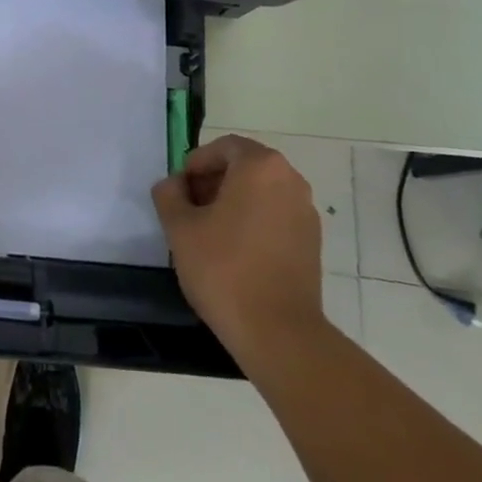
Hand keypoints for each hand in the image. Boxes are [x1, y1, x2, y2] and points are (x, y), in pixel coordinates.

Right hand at [152, 135, 325, 361]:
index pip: (223, 147)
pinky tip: (234, 252)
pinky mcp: (312, 242)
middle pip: (244, 167)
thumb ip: (169, 194)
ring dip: (233, 202)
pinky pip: (276, 216)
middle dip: (213, 182)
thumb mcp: (180, 228)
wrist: (279, 334)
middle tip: (189, 210)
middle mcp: (290, 180)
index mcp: (260, 166)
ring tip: (209, 233)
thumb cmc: (225, 269)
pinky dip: (253, 222)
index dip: (196, 164)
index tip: (179, 191)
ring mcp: (306, 212)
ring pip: (261, 192)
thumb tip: (173, 184)